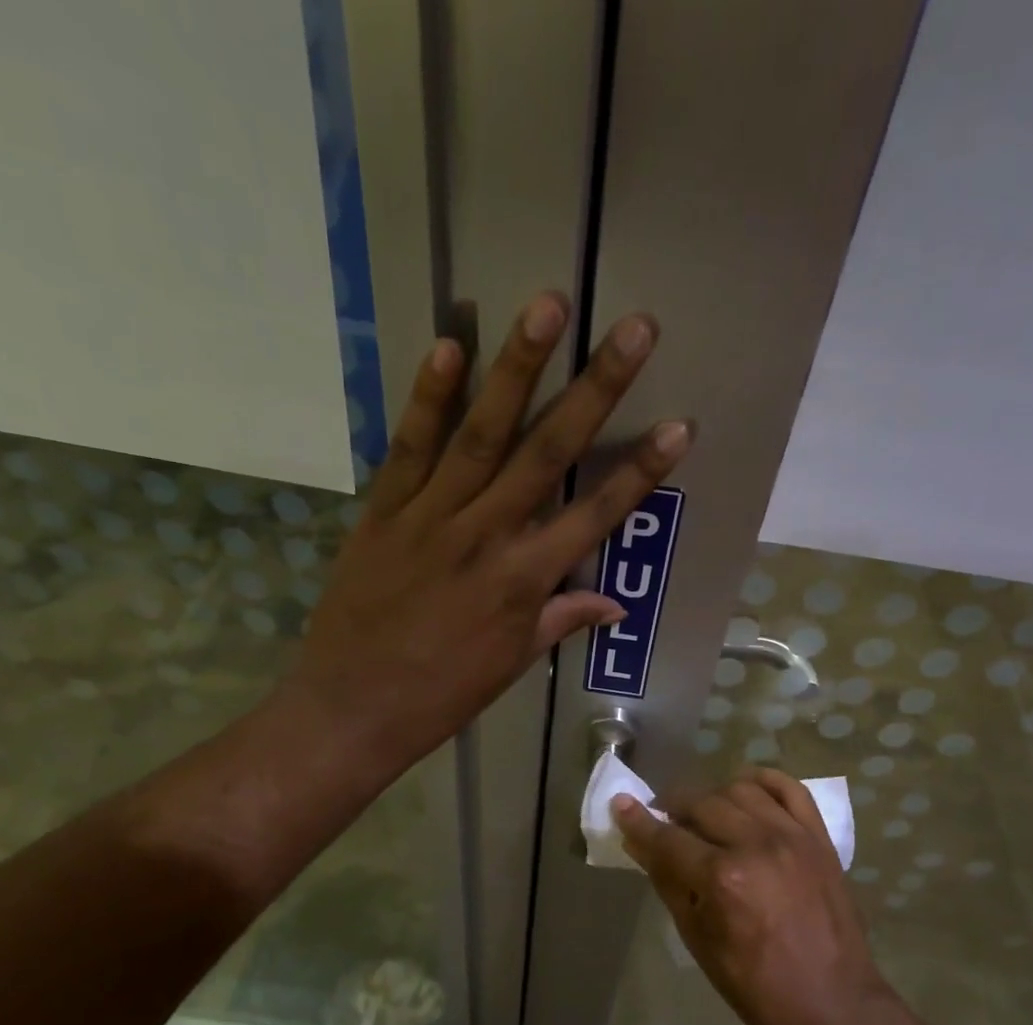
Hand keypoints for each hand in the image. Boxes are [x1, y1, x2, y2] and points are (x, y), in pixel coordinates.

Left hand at [291, 291, 690, 769]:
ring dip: (517, 368)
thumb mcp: (510, 665)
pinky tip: (451, 345)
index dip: (641, 472)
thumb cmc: (441, 696)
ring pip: (481, 434)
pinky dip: (429, 398)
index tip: (680, 426)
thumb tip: (614, 603)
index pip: (596, 517)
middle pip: (548, 454)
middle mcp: (485, 537)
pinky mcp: (383, 512)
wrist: (352, 710)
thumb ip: (559, 620)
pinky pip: (410, 447)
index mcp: (523, 582)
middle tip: (635, 329)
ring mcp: (431, 518)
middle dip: (596, 390)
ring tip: (547, 306)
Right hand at [614, 768, 890, 1024]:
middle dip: (673, 808)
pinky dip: (763, 782)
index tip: (620, 805)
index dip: (638, 821)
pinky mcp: (819, 838)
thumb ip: (668, 883)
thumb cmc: (756, 985)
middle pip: (701, 804)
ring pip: (740, 790)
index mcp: (722, 878)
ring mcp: (793, 836)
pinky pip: (789, 788)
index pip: (667, 837)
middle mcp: (756, 844)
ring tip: (704, 816)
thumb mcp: (698, 939)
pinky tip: (746, 792)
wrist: (832, 1003)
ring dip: (713, 797)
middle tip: (664, 823)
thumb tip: (640, 844)